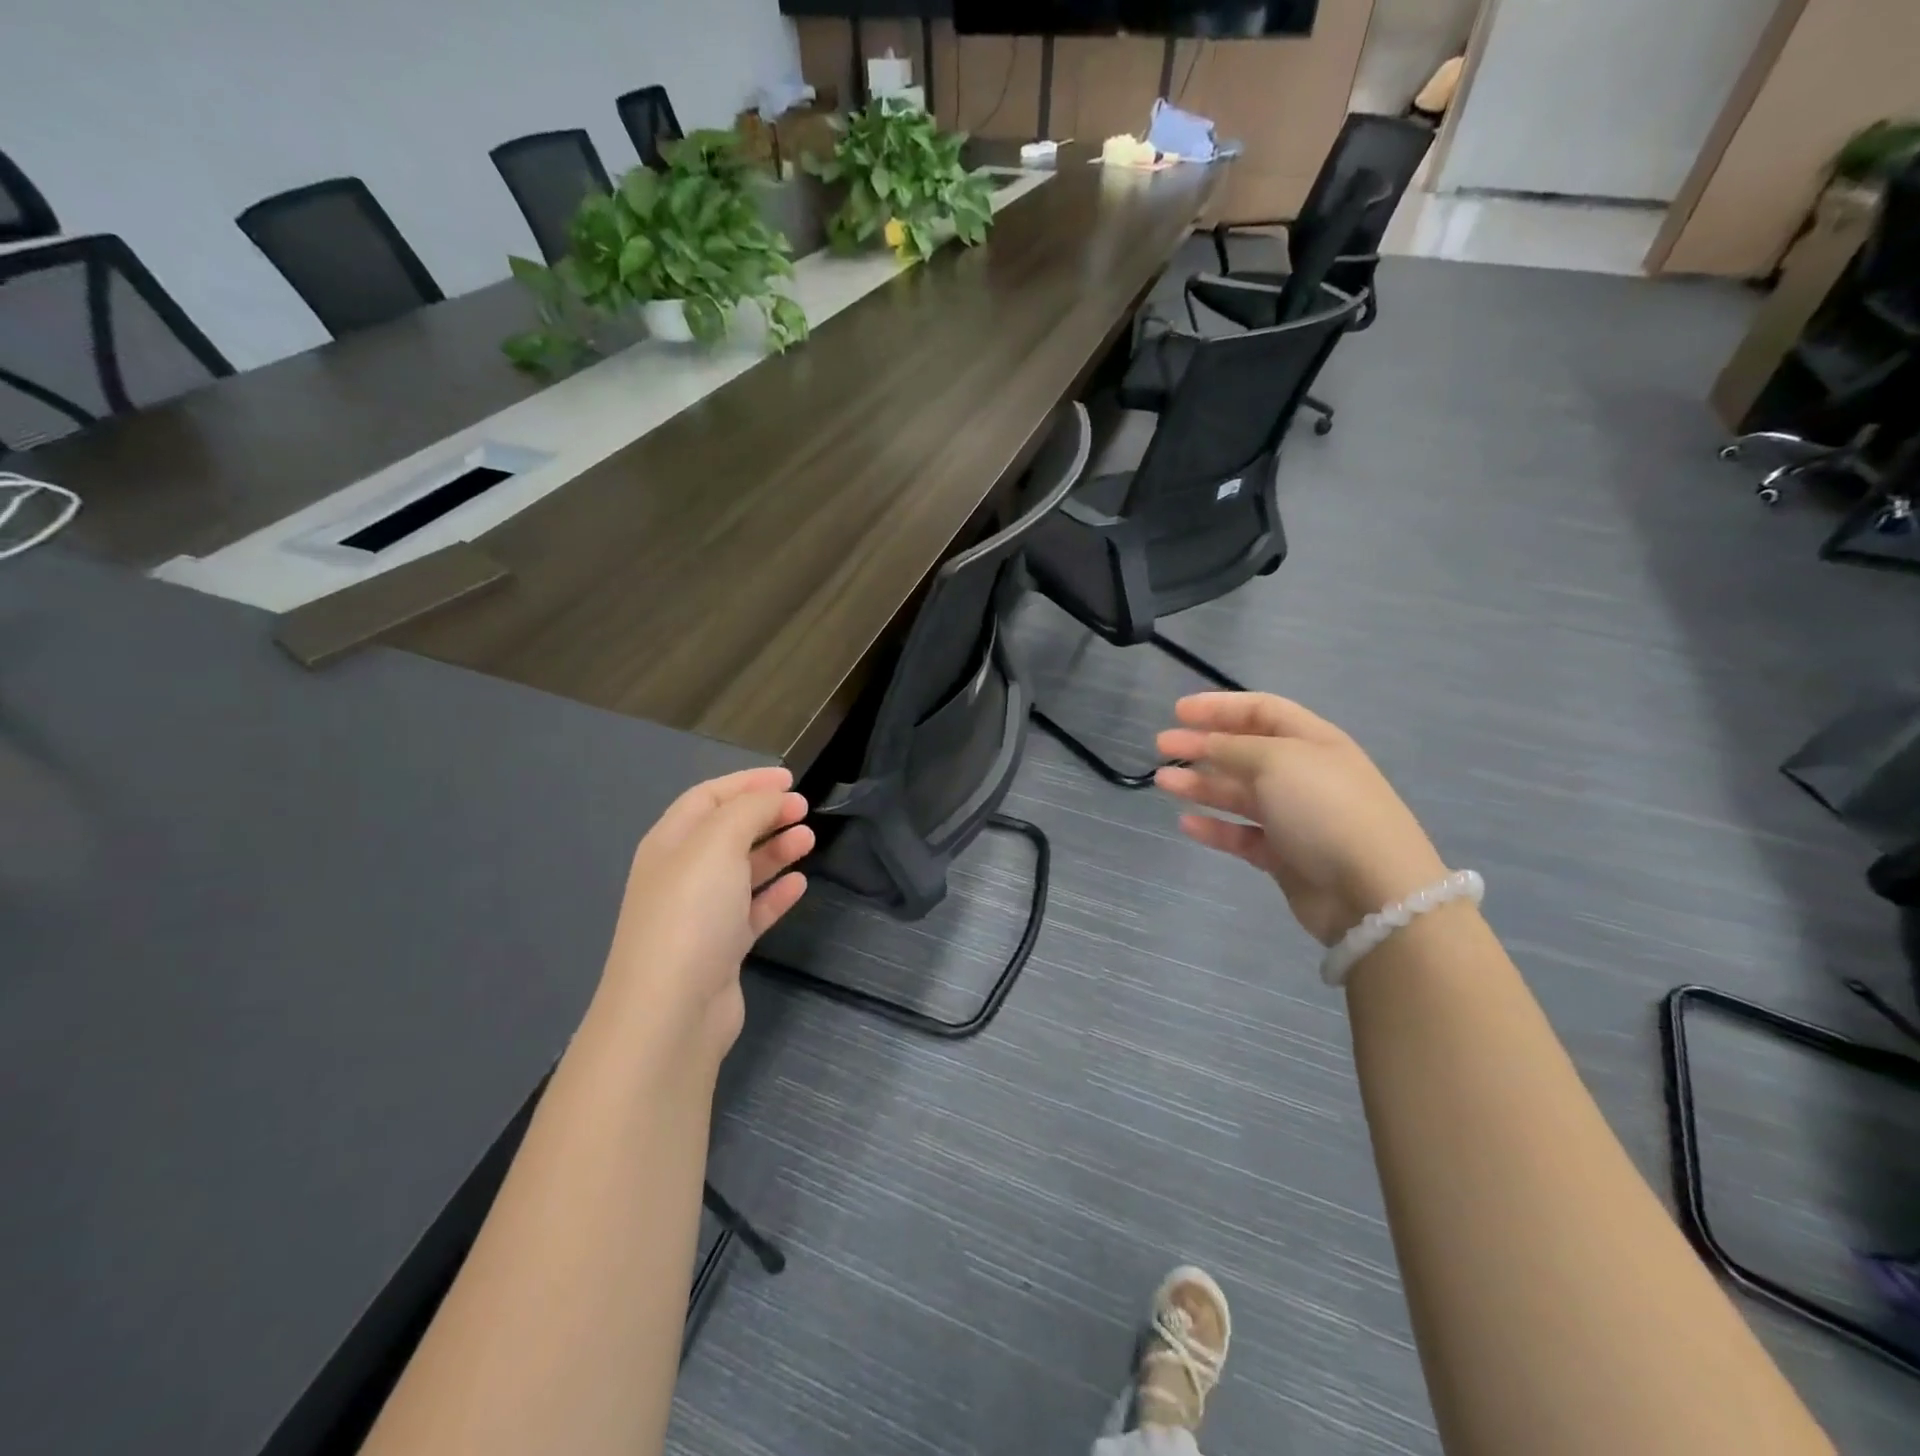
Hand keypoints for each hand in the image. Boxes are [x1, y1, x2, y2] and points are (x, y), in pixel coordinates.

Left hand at [595, 767, 812, 1053]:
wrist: (672, 1010)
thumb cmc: (692, 913)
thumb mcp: (718, 844)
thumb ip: (749, 810)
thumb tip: (774, 797)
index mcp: (670, 843)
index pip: (709, 797)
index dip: (748, 783)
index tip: (790, 779)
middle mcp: (681, 874)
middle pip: (727, 832)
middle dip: (765, 815)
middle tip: (804, 808)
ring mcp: (700, 914)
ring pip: (742, 870)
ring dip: (775, 850)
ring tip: (809, 839)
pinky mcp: (721, 949)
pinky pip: (752, 910)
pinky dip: (775, 893)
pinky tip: (799, 884)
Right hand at [1156, 694, 1445, 944]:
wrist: (1372, 890)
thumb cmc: (1324, 808)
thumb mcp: (1276, 761)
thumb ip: (1233, 748)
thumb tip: (1206, 743)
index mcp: (1312, 741)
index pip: (1261, 710)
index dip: (1219, 707)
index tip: (1178, 712)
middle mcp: (1303, 774)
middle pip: (1244, 751)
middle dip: (1202, 745)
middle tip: (1162, 745)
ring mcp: (1295, 816)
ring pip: (1238, 793)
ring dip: (1201, 784)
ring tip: (1162, 782)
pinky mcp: (1285, 855)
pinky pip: (1242, 834)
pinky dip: (1214, 828)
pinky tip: (1186, 824)